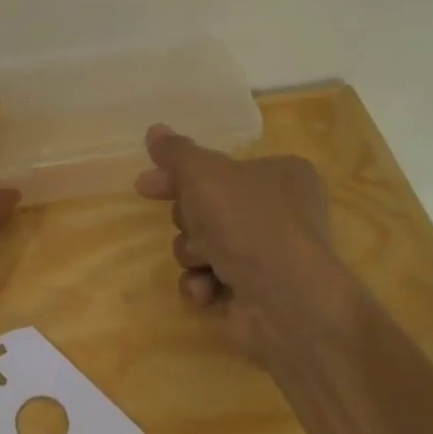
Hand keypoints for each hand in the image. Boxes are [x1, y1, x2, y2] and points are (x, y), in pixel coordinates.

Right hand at [135, 124, 352, 357]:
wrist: (287, 302)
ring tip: (204, 262)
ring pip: (204, 245)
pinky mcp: (257, 295)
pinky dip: (204, 284)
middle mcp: (279, 212)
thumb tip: (154, 131)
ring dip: (193, 254)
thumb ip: (176, 152)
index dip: (178, 175)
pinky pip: (213, 281)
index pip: (219, 167)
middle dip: (189, 222)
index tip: (145, 186)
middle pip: (207, 208)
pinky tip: (207, 289)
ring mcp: (269, 257)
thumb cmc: (247, 222)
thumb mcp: (203, 173)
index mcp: (280, 174)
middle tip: (190, 226)